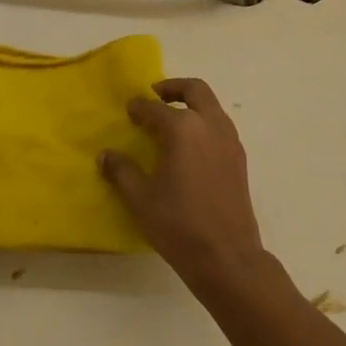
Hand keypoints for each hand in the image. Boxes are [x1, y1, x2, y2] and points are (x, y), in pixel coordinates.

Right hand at [100, 77, 265, 285]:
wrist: (227, 257)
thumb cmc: (178, 224)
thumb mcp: (140, 198)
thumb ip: (121, 171)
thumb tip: (105, 155)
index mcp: (183, 129)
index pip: (155, 108)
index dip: (139, 107)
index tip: (129, 110)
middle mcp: (209, 125)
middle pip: (195, 90)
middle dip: (173, 88)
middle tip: (156, 97)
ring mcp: (229, 141)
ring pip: (212, 106)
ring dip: (192, 104)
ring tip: (172, 122)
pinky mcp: (239, 159)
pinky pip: (221, 126)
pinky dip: (205, 123)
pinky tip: (191, 147)